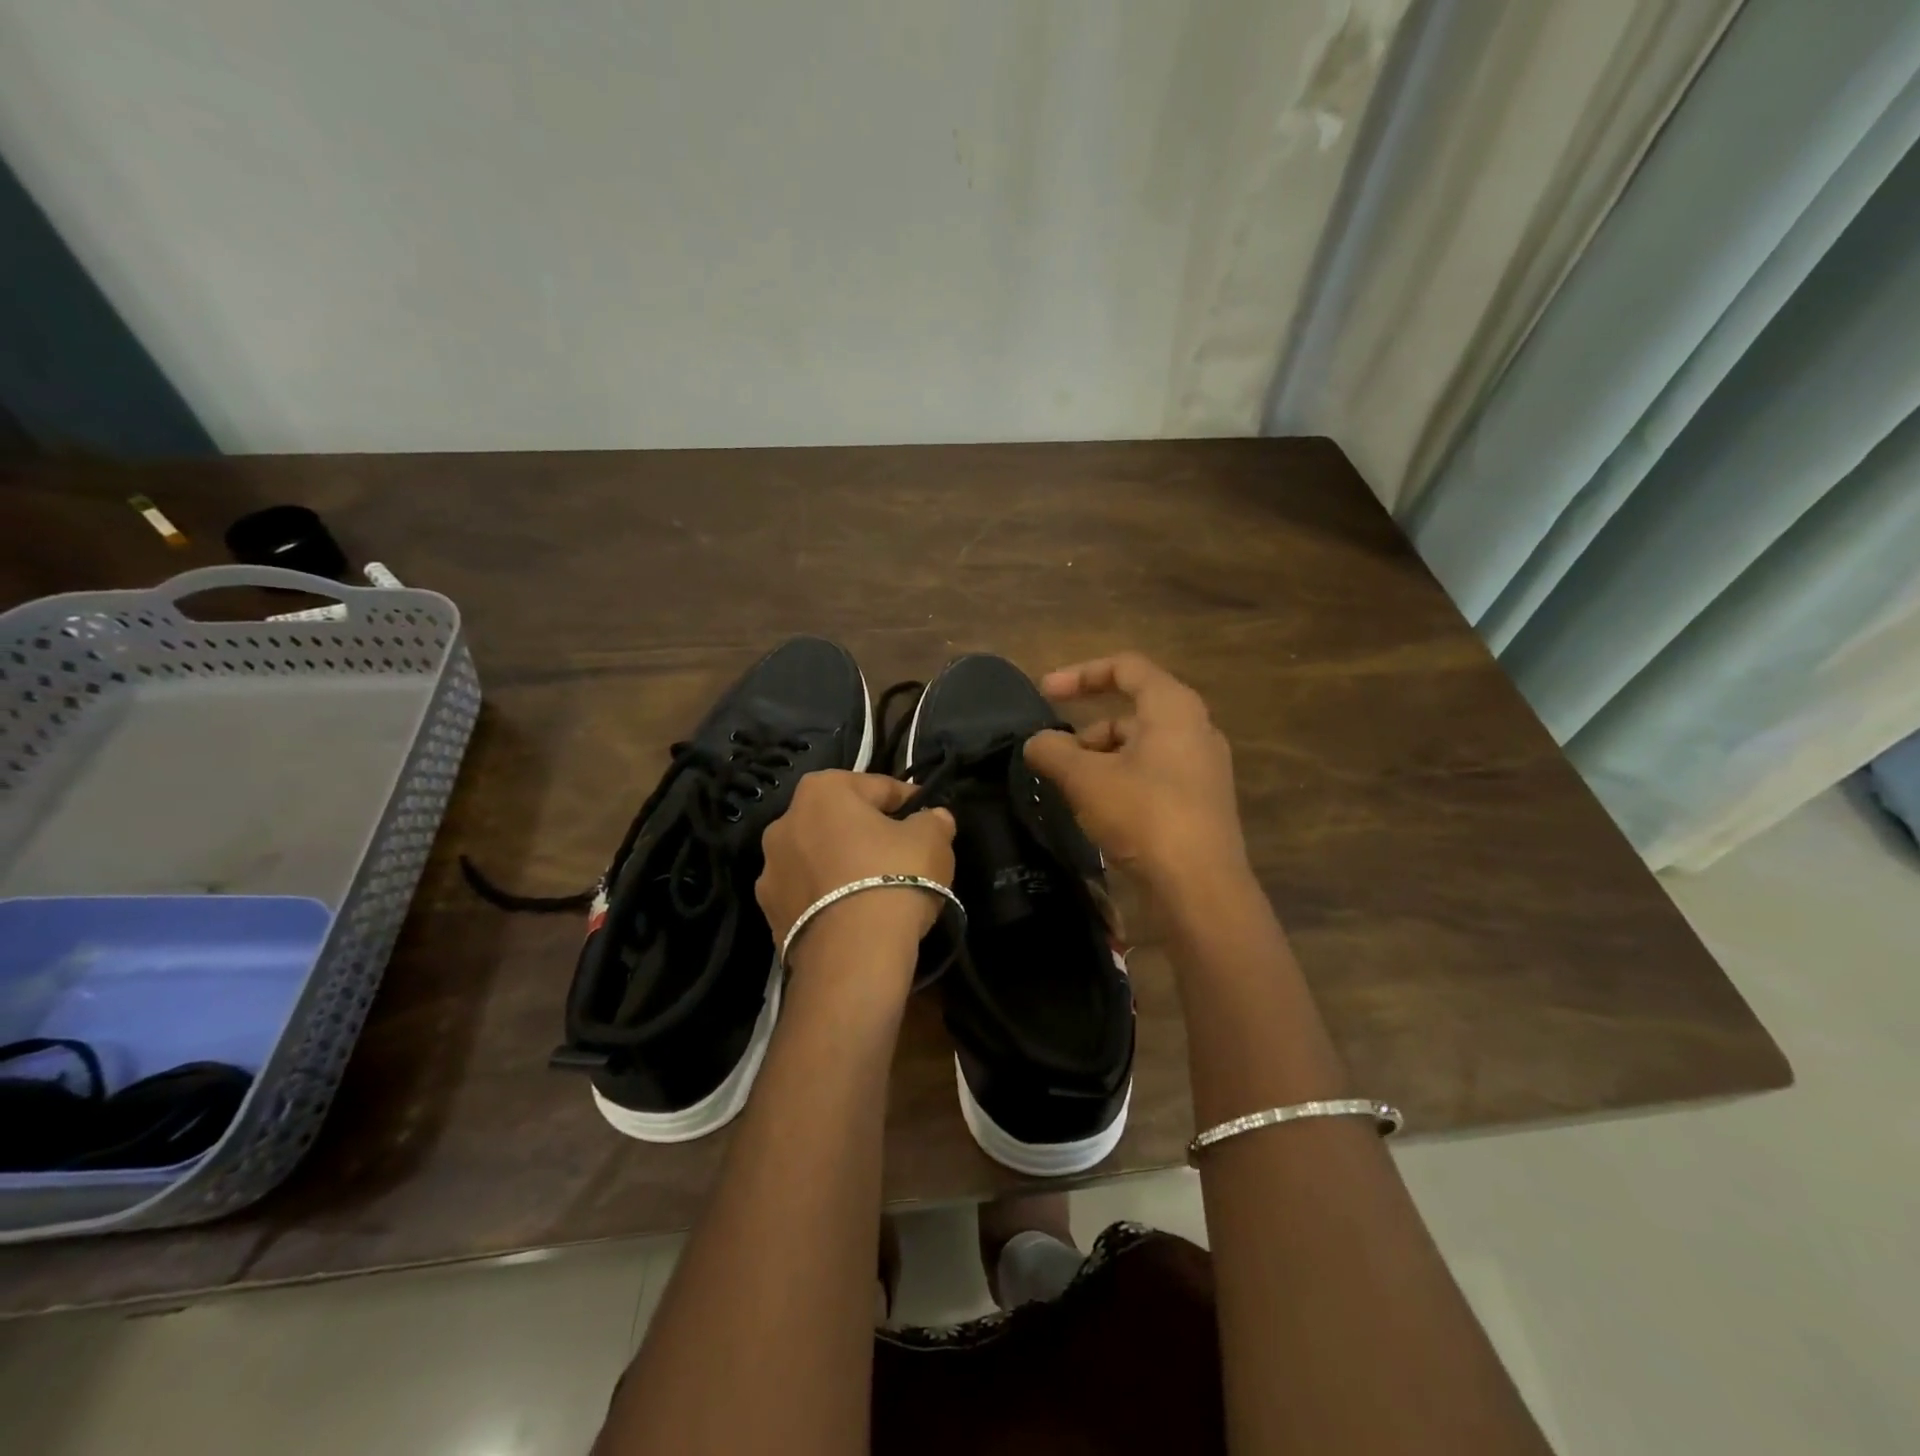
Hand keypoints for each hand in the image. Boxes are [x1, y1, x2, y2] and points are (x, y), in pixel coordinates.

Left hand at [756, 771, 956, 970]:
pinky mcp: (769, 913)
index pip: (878, 787)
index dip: (909, 802)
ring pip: (820, 858)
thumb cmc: (894, 877)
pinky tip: (855, 916)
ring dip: (843, 866)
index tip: (928, 819)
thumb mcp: (932, 840)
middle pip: (841, 822)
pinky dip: (829, 899)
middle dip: (869, 833)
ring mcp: (771, 870)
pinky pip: (810, 895)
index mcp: (822, 790)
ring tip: (877, 890)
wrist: (853, 955)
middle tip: (902, 855)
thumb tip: (933, 819)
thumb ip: (934, 820)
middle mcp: (785, 822)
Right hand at [1023, 652, 1247, 893]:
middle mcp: (1195, 728)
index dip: (1080, 673)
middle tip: (1055, 756)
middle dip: (1087, 729)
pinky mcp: (1201, 801)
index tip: (1044, 692)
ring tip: (1072, 789)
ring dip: (1101, 758)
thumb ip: (1053, 751)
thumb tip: (1036, 743)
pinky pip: (1154, 773)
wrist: (1200, 887)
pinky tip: (1100, 810)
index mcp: (1173, 707)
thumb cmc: (1143, 815)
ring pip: (1141, 746)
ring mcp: (1202, 766)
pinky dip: (1122, 779)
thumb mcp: (1085, 779)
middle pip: (1132, 711)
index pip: (1126, 667)